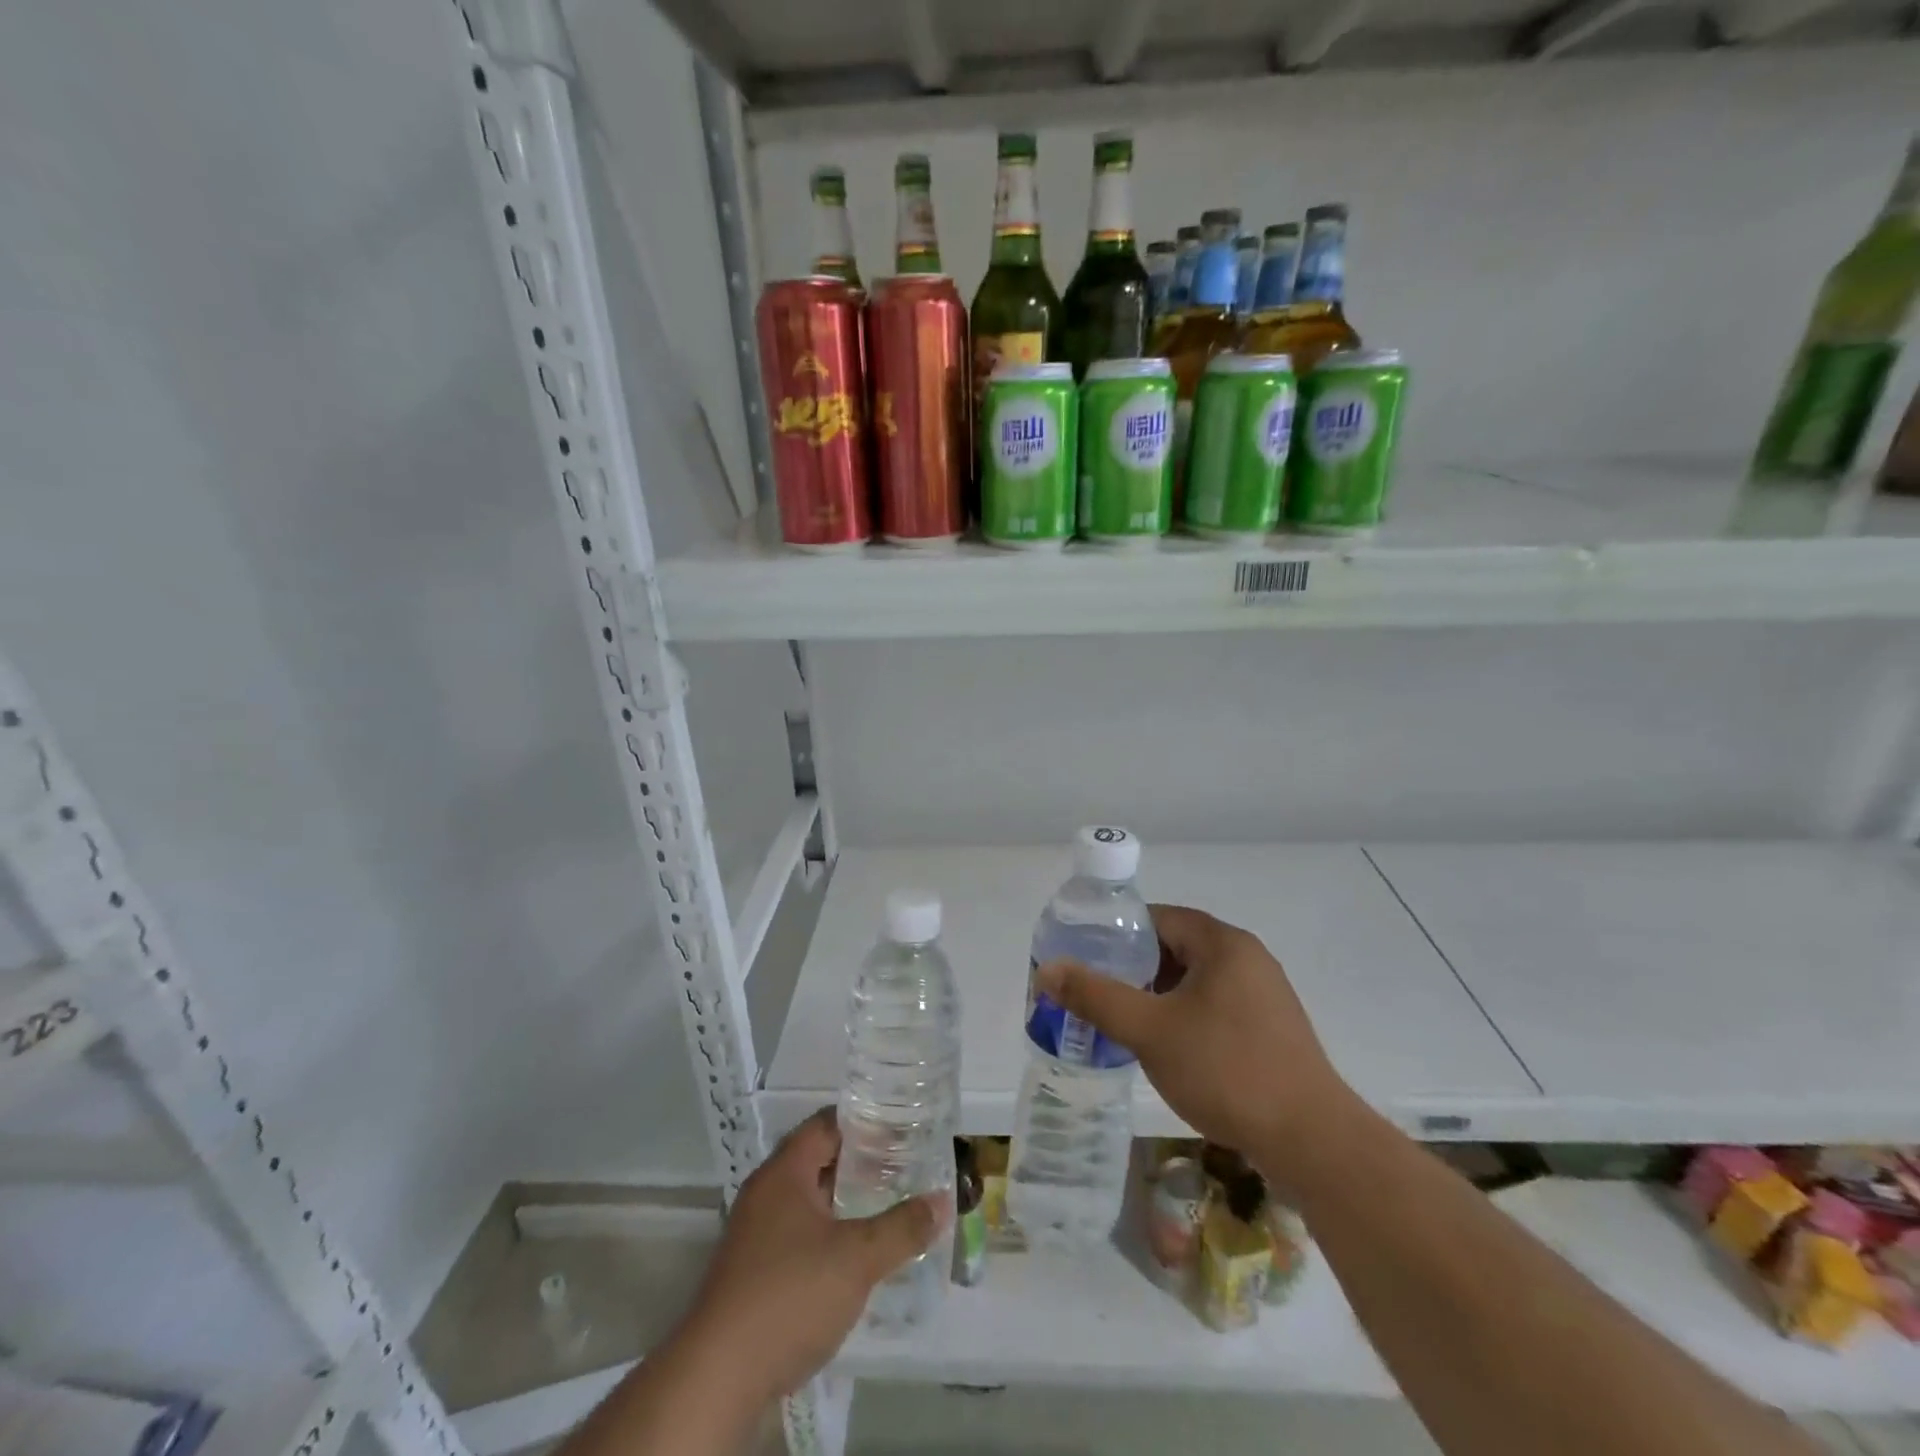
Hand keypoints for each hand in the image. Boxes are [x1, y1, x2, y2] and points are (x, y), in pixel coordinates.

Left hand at [681, 1108, 947, 1403]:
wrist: (719, 1377)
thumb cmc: (790, 1295)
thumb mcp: (857, 1259)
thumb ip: (902, 1228)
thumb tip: (942, 1202)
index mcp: (784, 1172)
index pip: (827, 1124)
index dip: (864, 1121)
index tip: (902, 1126)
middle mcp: (766, 1193)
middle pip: (818, 1160)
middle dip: (860, 1162)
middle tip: (904, 1165)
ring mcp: (756, 1233)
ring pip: (809, 1199)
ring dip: (845, 1200)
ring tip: (889, 1204)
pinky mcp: (754, 1270)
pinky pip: (799, 1232)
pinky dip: (829, 1231)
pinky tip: (857, 1252)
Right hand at [1034, 904, 1356, 1170]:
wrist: (1312, 1141)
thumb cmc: (1226, 1070)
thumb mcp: (1149, 1030)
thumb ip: (1096, 996)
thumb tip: (1048, 969)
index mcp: (1223, 943)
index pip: (1158, 917)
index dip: (1117, 932)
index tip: (1086, 955)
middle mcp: (1247, 958)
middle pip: (1176, 947)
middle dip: (1133, 967)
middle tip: (1097, 991)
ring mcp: (1264, 994)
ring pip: (1194, 980)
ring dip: (1157, 994)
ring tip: (1122, 1020)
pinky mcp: (1271, 1028)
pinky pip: (1215, 1005)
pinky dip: (1183, 1015)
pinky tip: (1165, 1047)